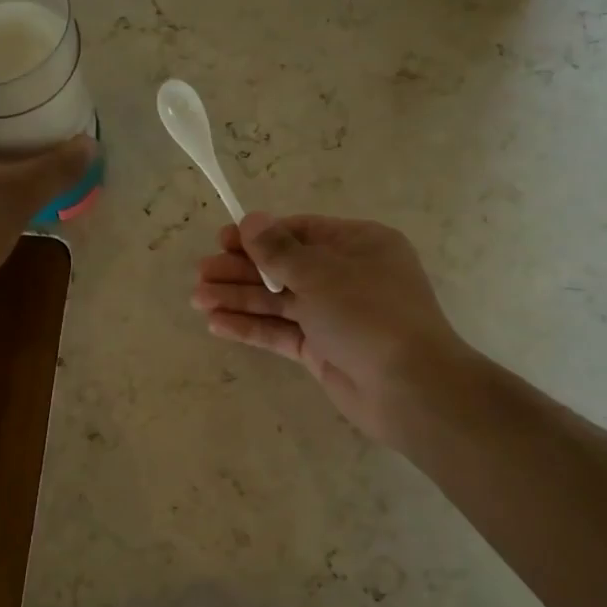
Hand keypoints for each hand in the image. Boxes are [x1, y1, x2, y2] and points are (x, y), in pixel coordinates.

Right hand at [192, 214, 473, 444]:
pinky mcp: (322, 350)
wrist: (408, 387)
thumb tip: (252, 219)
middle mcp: (346, 277)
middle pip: (284, 267)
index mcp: (358, 245)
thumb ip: (279, 250)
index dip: (259, 236)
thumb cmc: (367, 314)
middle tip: (201, 273)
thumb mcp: (320, 273)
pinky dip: (251, 327)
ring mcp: (333, 316)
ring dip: (239, 299)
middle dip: (242, 270)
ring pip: (278, 302)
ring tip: (198, 299)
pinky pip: (281, 332)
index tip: (222, 240)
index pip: (300, 232)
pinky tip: (216, 324)